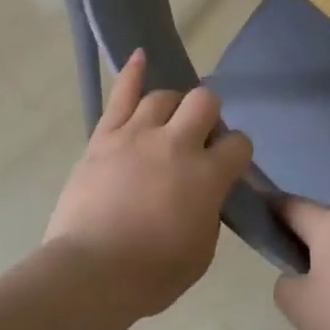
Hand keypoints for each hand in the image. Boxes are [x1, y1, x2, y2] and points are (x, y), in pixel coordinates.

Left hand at [44, 51, 252, 318]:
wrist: (91, 273)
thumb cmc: (151, 274)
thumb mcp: (202, 252)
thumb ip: (210, 211)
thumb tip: (207, 193)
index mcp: (208, 176)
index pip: (239, 144)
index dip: (237, 153)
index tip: (228, 166)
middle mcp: (177, 144)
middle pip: (204, 102)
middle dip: (209, 115)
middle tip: (199, 138)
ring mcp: (138, 135)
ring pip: (164, 96)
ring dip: (174, 105)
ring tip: (170, 120)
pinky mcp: (105, 137)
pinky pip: (121, 96)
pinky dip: (132, 73)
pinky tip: (140, 56)